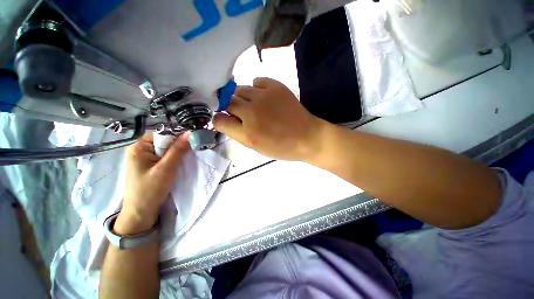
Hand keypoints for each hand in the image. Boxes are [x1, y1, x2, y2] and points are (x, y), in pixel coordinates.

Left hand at [116, 133, 189, 234]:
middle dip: (178, 145)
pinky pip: (164, 157)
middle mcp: (140, 150)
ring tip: (188, 156)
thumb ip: (178, 150)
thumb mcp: (166, 168)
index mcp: (138, 147)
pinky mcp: (149, 166)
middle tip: (192, 149)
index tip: (192, 140)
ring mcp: (144, 159)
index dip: (177, 135)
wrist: (141, 213)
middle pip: (163, 141)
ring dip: (177, 153)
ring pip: (165, 150)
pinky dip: (173, 159)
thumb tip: (189, 133)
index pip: (161, 133)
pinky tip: (180, 163)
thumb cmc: (150, 190)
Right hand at [213, 77, 322, 160]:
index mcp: (248, 133)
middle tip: (240, 113)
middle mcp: (252, 112)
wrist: (307, 137)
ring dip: (241, 98)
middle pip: (227, 102)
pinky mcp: (275, 86)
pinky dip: (256, 89)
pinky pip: (256, 81)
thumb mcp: (257, 148)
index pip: (219, 120)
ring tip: (252, 105)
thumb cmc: (282, 147)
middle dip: (229, 107)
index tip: (224, 120)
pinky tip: (262, 97)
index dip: (219, 120)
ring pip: (239, 89)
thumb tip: (225, 119)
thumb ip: (238, 133)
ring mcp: (264, 96)